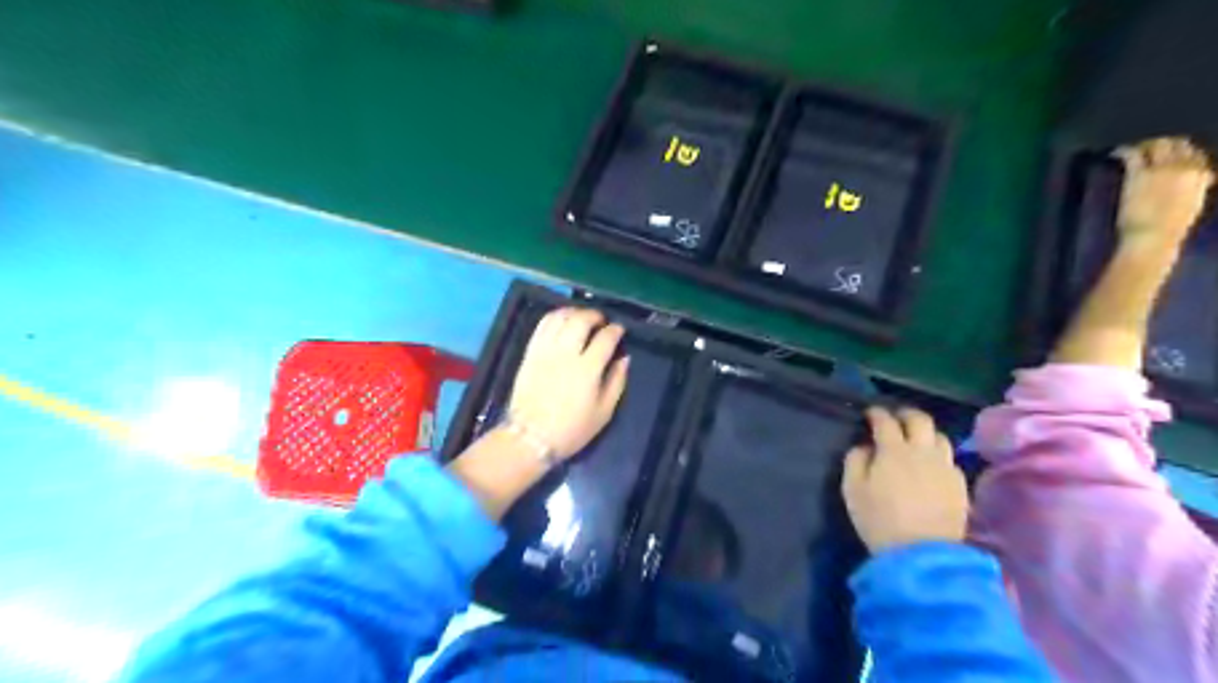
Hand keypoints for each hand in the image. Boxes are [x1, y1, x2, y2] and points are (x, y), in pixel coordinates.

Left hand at [509, 307, 633, 457]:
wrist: (530, 437)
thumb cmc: (571, 429)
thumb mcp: (603, 412)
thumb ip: (617, 382)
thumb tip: (624, 358)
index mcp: (588, 370)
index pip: (605, 338)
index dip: (616, 330)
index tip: (619, 330)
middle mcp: (566, 354)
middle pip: (581, 320)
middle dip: (595, 316)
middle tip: (601, 321)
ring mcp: (545, 351)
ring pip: (560, 318)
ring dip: (574, 312)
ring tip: (582, 318)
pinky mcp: (530, 352)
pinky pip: (542, 325)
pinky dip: (554, 317)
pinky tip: (562, 321)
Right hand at [843, 405, 967, 555]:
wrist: (921, 554)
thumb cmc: (879, 520)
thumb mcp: (852, 489)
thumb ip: (855, 460)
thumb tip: (864, 447)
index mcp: (894, 450)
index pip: (886, 421)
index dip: (877, 413)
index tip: (870, 414)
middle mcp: (923, 452)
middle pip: (920, 420)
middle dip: (906, 414)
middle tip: (896, 418)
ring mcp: (945, 468)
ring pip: (940, 437)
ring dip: (926, 434)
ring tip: (916, 441)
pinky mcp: (960, 486)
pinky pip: (951, 461)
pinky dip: (939, 457)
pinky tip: (932, 467)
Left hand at [1116, 137, 1213, 252]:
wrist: (1153, 236)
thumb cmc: (1171, 228)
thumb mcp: (1192, 205)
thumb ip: (1195, 188)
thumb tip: (1199, 180)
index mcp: (1201, 176)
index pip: (1198, 156)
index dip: (1186, 156)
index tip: (1175, 159)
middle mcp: (1186, 167)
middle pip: (1179, 145)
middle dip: (1168, 144)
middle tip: (1153, 149)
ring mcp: (1162, 169)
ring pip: (1159, 145)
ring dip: (1147, 144)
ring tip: (1137, 149)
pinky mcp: (1140, 174)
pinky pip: (1133, 154)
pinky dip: (1124, 151)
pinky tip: (1116, 153)